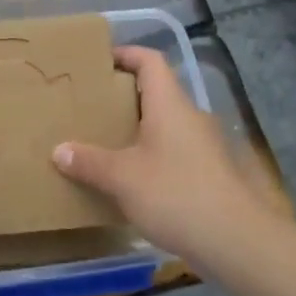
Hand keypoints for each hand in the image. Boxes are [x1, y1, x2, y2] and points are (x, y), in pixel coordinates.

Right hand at [51, 46, 283, 264]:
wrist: (236, 242)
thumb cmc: (176, 194)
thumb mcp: (123, 178)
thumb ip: (89, 162)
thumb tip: (59, 151)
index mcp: (170, 104)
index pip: (150, 61)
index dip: (126, 54)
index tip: (98, 62)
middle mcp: (190, 117)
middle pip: (157, 92)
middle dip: (124, 96)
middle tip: (92, 106)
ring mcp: (205, 146)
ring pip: (166, 125)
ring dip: (138, 129)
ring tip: (106, 143)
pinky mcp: (210, 174)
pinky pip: (174, 151)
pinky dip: (152, 155)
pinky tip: (133, 179)